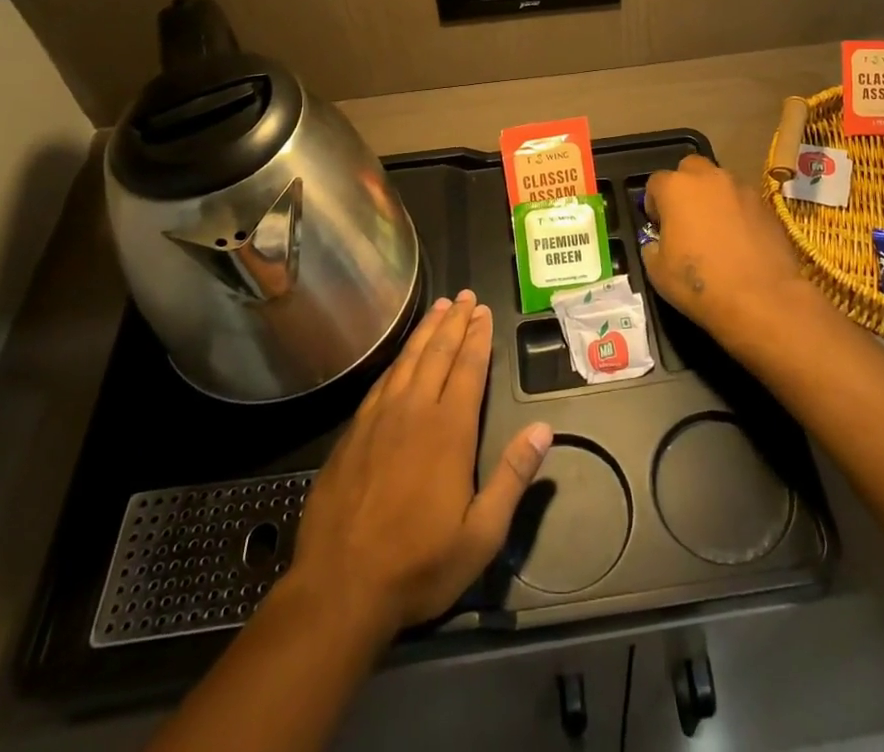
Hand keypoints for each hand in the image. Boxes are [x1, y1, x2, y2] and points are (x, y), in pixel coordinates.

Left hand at [290, 290, 552, 632]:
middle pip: (438, 353)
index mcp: (448, 430)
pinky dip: (397, 359)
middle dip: (454, 322)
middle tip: (465, 295)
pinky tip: (402, 355)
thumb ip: (513, 477)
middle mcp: (414, 411)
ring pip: (407, 360)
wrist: (339, 588)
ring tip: (439, 308)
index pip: (468, 368)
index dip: (478, 337)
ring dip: (426, 331)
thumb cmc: (418, 564)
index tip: (484, 311)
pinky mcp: (353, 433)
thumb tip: (544, 429)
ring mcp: (379, 419)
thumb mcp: (481, 535)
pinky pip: (381, 381)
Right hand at [642, 155, 812, 348]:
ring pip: (721, 183)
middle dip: (685, 187)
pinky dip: (738, 213)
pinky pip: (744, 202)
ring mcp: (742, 189)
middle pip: (690, 168)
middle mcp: (709, 178)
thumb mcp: (657, 272)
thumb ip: (652, 248)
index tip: (657, 226)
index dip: (653, 204)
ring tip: (716, 231)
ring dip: (714, 198)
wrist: (763, 299)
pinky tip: (740, 241)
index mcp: (676, 188)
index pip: (655, 182)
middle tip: (686, 218)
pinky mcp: (767, 205)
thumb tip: (658, 244)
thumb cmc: (701, 284)